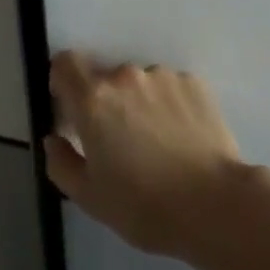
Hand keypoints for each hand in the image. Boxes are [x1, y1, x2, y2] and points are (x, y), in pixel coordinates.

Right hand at [44, 52, 246, 258]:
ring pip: (139, 83)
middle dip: (106, 102)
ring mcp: (162, 76)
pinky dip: (169, 106)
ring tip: (158, 143)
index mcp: (93, 99)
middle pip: (104, 78)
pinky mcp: (193, 83)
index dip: (64, 82)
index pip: (65, 63)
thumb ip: (61, 163)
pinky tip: (182, 139)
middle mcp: (124, 76)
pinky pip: (170, 88)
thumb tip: (53, 139)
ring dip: (139, 103)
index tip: (71, 109)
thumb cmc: (145, 206)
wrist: (215, 206)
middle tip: (120, 141)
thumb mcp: (90, 197)